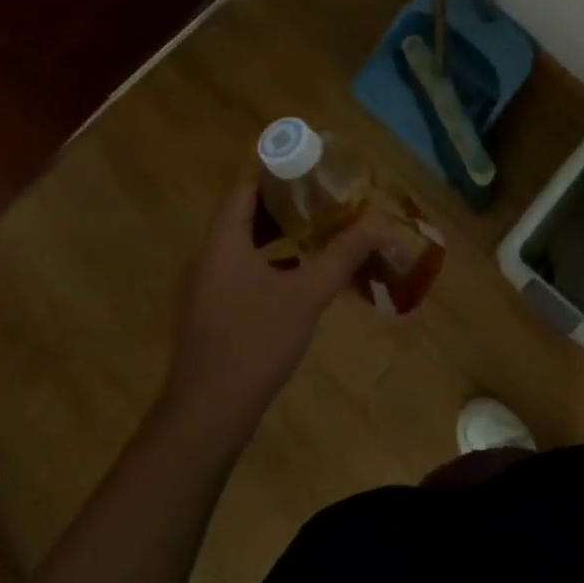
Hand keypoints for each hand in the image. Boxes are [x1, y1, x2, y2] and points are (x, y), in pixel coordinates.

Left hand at [160, 178, 398, 440]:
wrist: (208, 414)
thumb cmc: (255, 341)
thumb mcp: (307, 293)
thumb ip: (343, 255)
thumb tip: (378, 224)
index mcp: (222, 243)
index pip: (244, 189)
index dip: (275, 173)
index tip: (310, 168)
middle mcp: (207, 258)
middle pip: (243, 215)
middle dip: (283, 204)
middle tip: (322, 197)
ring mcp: (205, 289)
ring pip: (241, 246)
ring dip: (276, 235)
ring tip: (317, 231)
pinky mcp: (210, 314)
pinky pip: (239, 271)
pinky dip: (268, 263)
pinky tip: (299, 276)